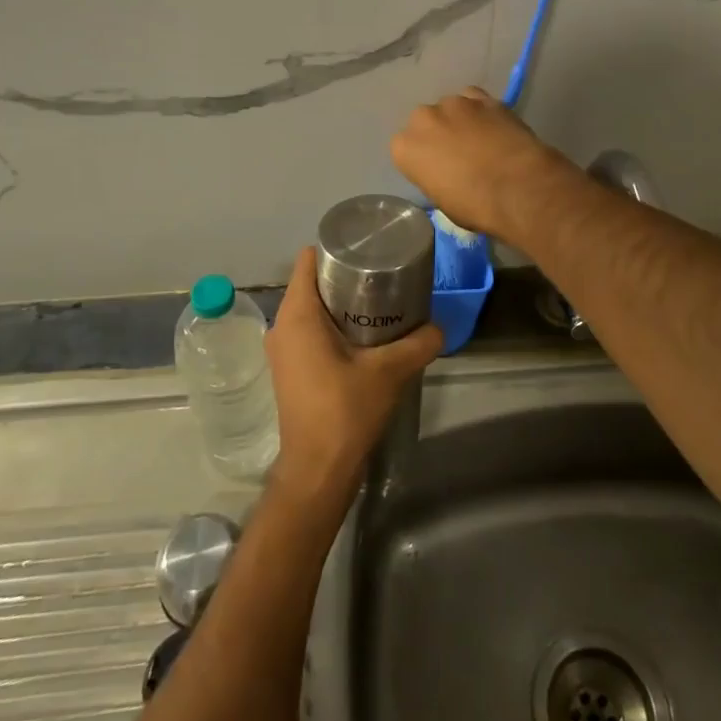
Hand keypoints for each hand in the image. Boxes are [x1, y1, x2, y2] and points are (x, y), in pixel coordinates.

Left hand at [265, 248, 442, 510]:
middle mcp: (281, 325)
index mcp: (297, 314)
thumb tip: (439, 328)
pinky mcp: (289, 370)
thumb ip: (418, 343)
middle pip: (312, 283)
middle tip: (383, 278)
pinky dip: (332, 327)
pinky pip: (309, 332)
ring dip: (341, 305)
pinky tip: (364, 339)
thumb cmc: (345, 410)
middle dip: (345, 277)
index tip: (368, 250)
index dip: (336, 249)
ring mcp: (282, 350)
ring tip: (379, 306)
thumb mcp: (389, 371)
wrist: (318, 470)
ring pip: (311, 309)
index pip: (308, 259)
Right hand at [391, 87, 575, 246]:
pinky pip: (474, 99)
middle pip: (425, 122)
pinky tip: (493, 125)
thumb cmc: (475, 205)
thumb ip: (435, 177)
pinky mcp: (483, 98)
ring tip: (479, 139)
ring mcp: (454, 104)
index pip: (405, 148)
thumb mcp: (442, 201)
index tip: (436, 170)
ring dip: (459, 120)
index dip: (422, 159)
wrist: (518, 187)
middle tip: (457, 153)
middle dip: (438, 133)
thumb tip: (447, 174)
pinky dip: (480, 110)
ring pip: (450, 107)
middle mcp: (423, 119)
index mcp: (404, 147)